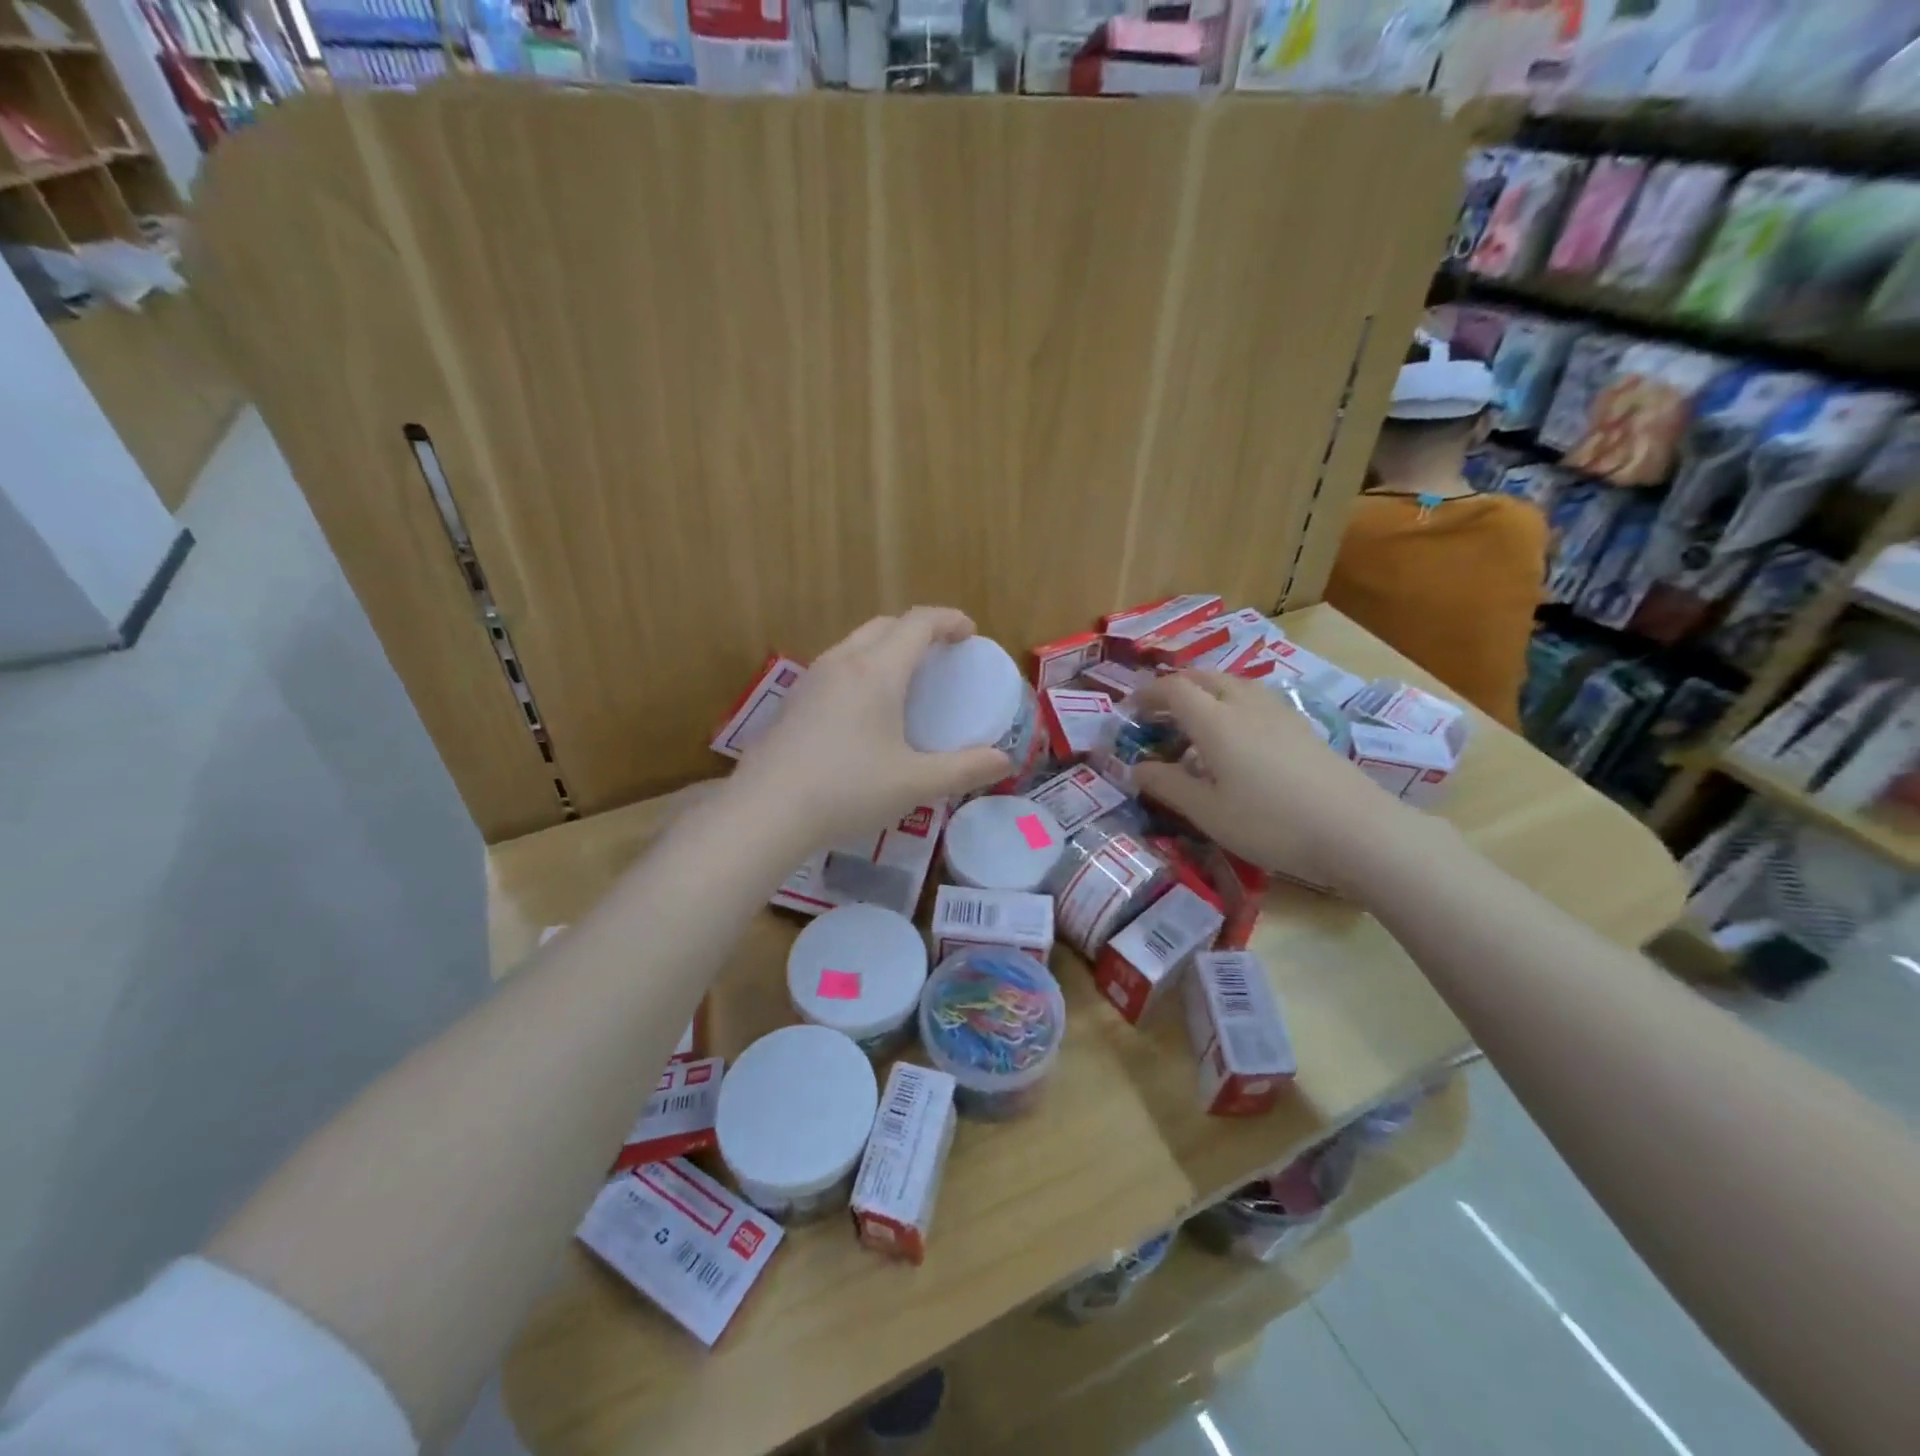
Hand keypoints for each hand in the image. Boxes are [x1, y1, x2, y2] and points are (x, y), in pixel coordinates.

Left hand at [730, 607, 1012, 846]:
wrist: (765, 811)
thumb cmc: (847, 790)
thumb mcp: (915, 782)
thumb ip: (964, 769)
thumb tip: (1004, 762)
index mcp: (877, 670)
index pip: (918, 623)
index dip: (948, 620)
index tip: (969, 633)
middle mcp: (842, 662)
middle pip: (885, 625)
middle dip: (918, 630)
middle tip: (941, 655)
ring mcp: (811, 679)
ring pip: (856, 644)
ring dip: (886, 648)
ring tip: (906, 680)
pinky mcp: (793, 702)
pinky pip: (836, 667)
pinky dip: (862, 670)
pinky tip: (865, 711)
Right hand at [1130, 671, 1414, 894]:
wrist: (1356, 830)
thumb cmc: (1271, 823)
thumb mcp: (1208, 812)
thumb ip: (1168, 785)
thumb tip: (1136, 768)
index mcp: (1215, 721)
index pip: (1173, 689)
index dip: (1147, 694)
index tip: (1130, 710)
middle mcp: (1245, 704)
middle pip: (1203, 677)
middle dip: (1175, 686)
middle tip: (1158, 712)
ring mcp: (1278, 711)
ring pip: (1232, 683)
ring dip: (1205, 690)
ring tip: (1194, 718)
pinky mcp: (1301, 725)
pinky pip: (1255, 697)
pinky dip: (1231, 702)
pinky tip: (1237, 733)